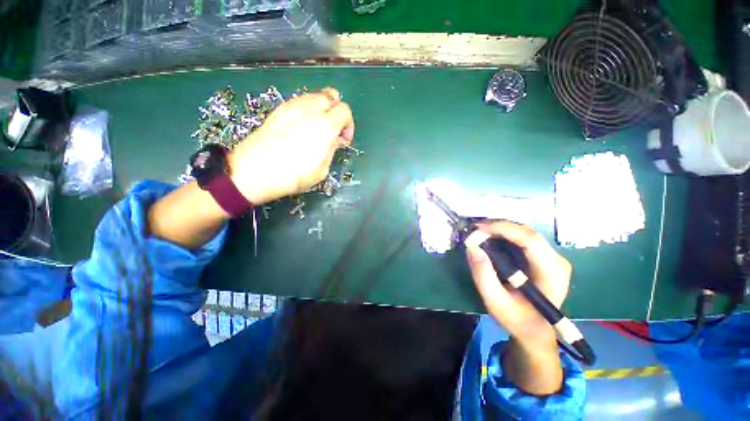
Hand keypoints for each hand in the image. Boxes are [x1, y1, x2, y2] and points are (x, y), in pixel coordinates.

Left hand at [228, 87, 354, 203]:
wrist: (255, 171)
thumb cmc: (294, 175)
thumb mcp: (322, 169)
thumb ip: (331, 149)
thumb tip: (335, 139)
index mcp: (325, 125)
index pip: (345, 110)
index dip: (348, 125)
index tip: (344, 140)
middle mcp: (310, 109)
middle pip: (331, 95)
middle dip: (336, 111)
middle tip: (333, 130)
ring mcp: (292, 106)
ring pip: (314, 95)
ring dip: (322, 108)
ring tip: (317, 128)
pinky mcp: (279, 110)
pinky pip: (299, 101)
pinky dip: (307, 109)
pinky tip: (302, 126)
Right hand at [466, 221, 571, 350]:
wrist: (535, 330)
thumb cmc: (516, 319)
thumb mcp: (495, 301)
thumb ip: (483, 275)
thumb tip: (471, 246)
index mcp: (551, 273)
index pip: (530, 240)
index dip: (502, 228)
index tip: (477, 228)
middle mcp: (557, 260)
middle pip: (527, 232)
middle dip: (498, 226)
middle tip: (474, 229)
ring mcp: (553, 257)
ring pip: (524, 232)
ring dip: (500, 229)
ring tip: (479, 232)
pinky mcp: (545, 256)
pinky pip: (523, 238)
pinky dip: (504, 234)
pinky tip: (490, 237)